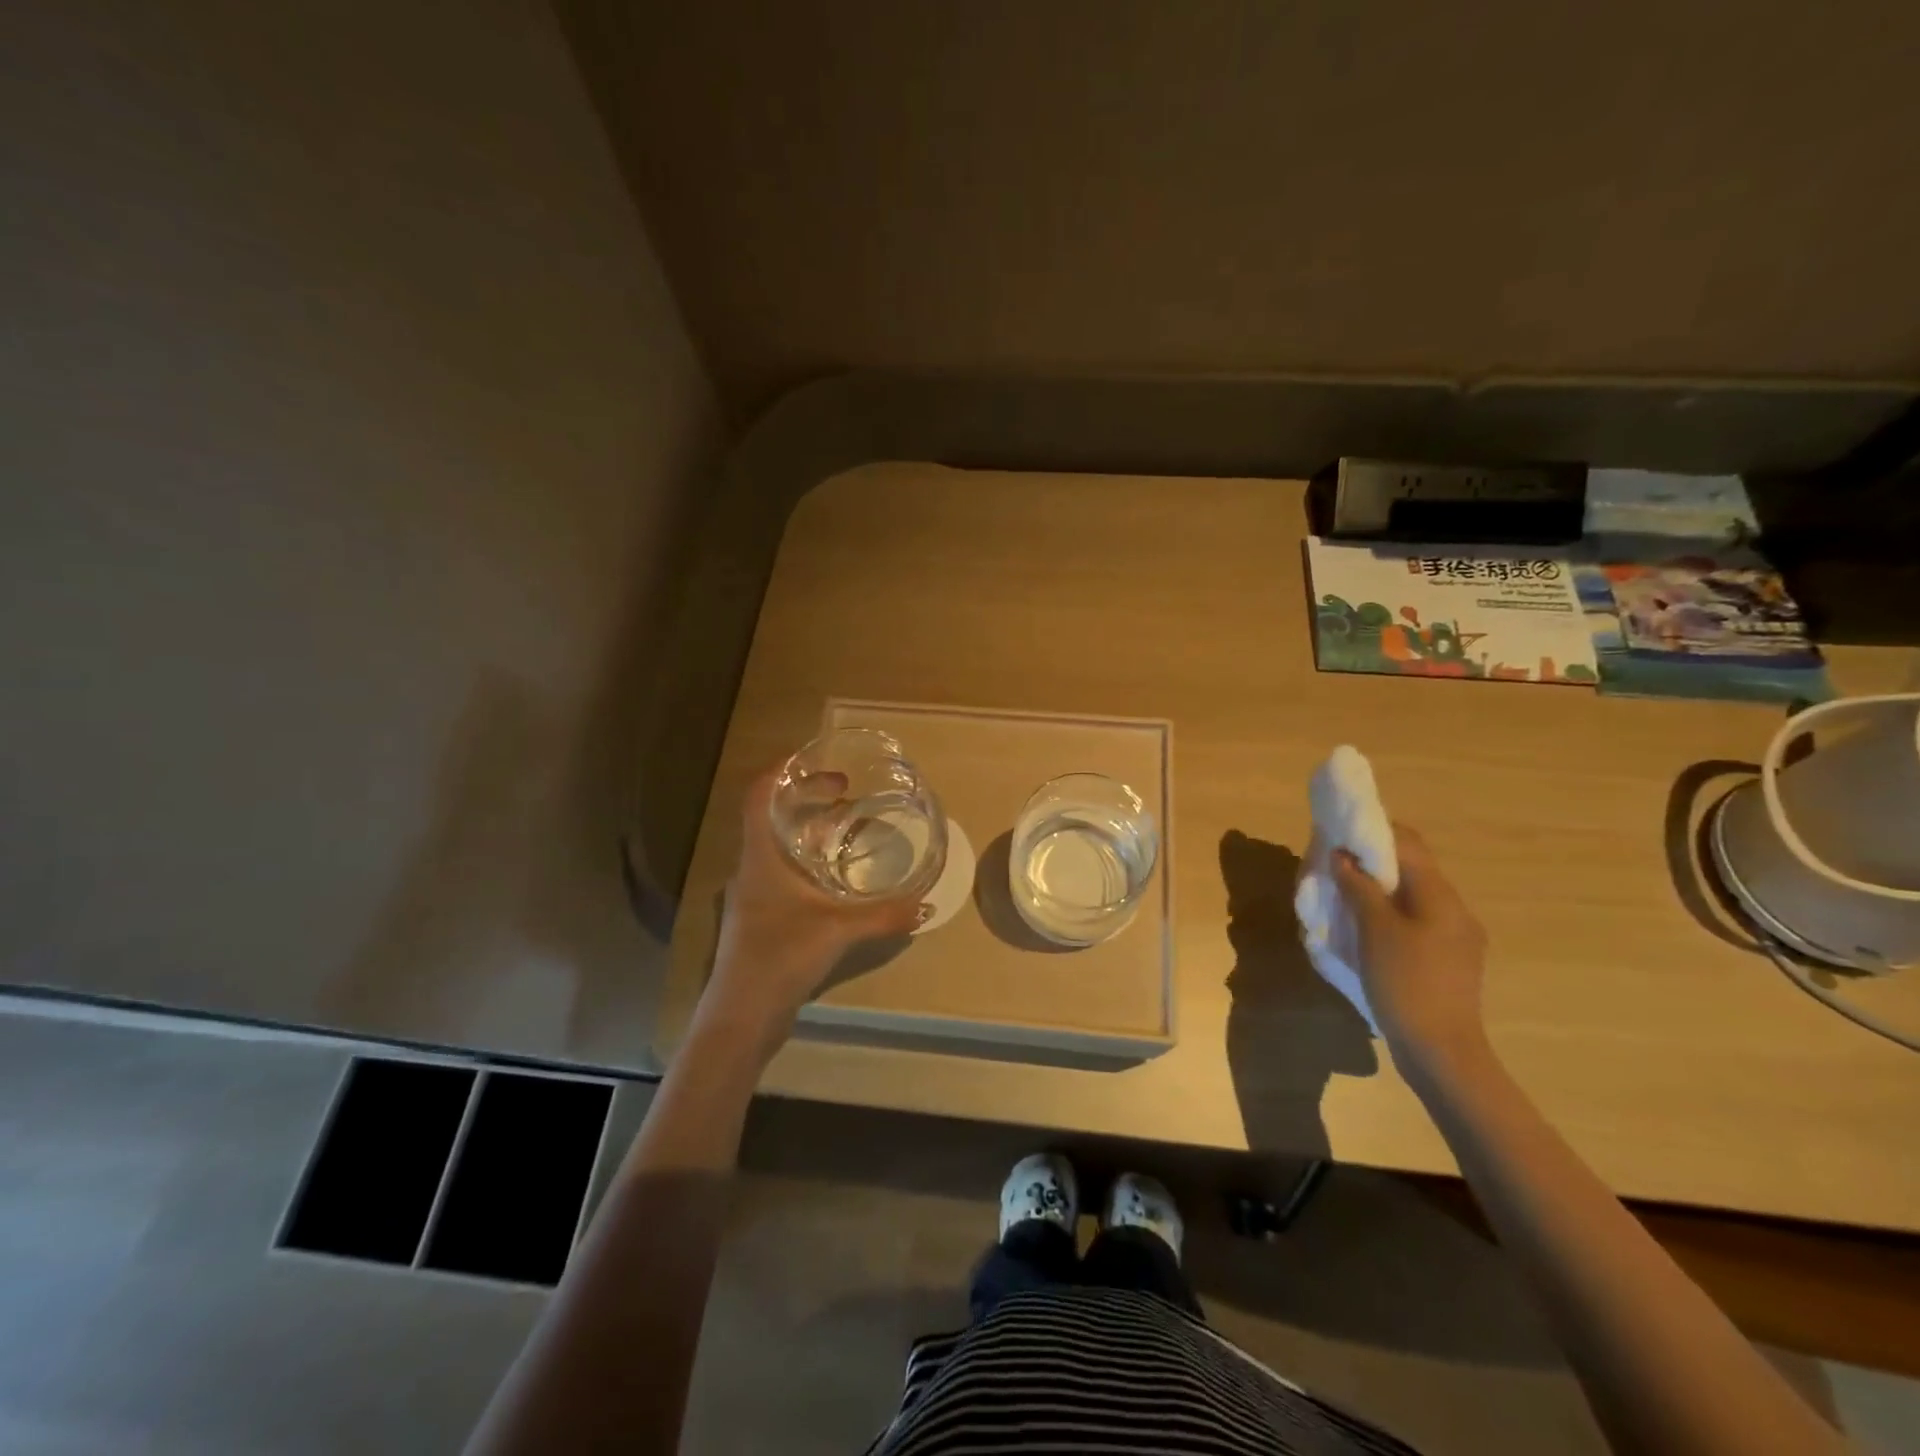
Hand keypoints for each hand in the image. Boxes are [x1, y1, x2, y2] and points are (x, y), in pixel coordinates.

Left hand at [697, 768, 922, 1054]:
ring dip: (810, 831)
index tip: (815, 761)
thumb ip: (884, 916)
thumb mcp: (838, 931)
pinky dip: (809, 862)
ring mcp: (755, 895)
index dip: (782, 773)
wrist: (741, 1016)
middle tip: (846, 793)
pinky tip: (837, 878)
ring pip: (780, 847)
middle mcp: (753, 869)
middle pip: (773, 818)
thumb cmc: (780, 957)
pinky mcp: (762, 919)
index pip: (758, 797)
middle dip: (808, 799)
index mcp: (761, 858)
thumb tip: (926, 904)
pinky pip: (785, 874)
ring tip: (847, 827)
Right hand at [1330, 824, 1488, 1066]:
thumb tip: (1342, 856)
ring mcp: (1455, 937)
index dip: (1373, 831)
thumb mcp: (1375, 930)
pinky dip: (1388, 914)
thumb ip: (1359, 888)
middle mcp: (1454, 910)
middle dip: (1372, 861)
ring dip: (1378, 889)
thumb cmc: (1406, 983)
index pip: (1409, 844)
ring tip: (1343, 896)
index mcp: (1441, 896)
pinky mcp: (1447, 960)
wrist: (1442, 1051)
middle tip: (1334, 866)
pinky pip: (1415, 921)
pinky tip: (1364, 930)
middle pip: (1411, 869)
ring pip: (1411, 897)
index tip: (1339, 833)